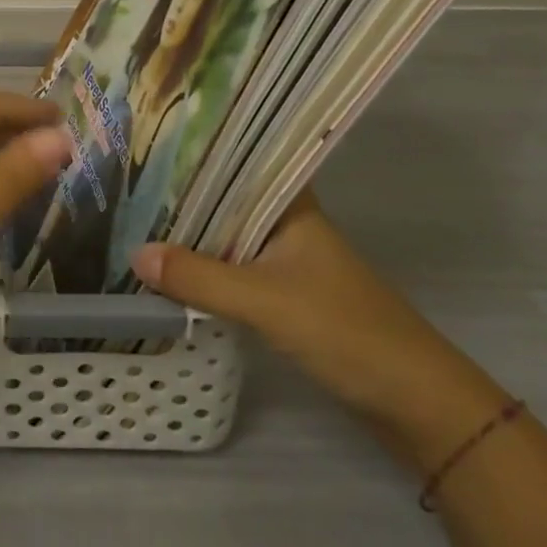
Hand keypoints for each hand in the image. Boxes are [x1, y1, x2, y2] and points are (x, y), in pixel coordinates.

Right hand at [130, 188, 503, 456]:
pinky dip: (207, 264)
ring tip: (139, 217)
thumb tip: (134, 254)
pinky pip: (236, 266)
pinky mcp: (288, 294)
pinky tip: (176, 267)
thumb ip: (200, 278)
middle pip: (227, 198)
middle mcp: (288, 224)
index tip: (150, 142)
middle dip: (183, 193)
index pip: (239, 161)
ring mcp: (289, 260)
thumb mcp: (265, 301)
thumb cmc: (346, 331)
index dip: (197, 151)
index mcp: (290, 206)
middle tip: (128, 180)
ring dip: (193, 231)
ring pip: (229, 233)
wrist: (418, 403)